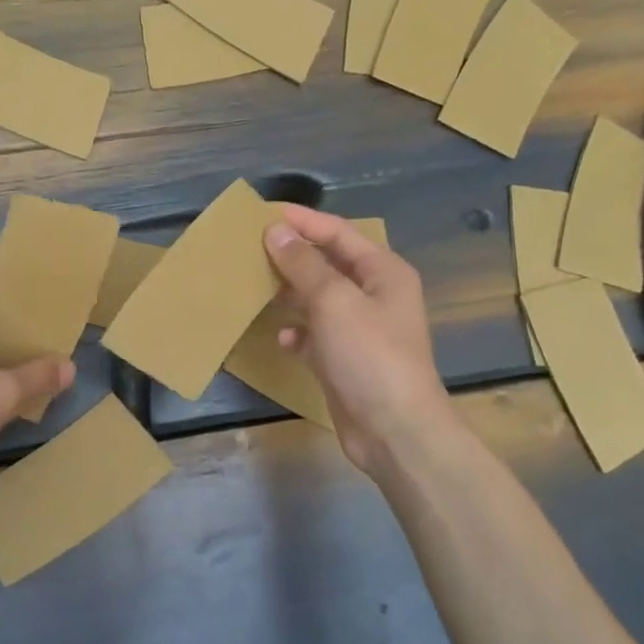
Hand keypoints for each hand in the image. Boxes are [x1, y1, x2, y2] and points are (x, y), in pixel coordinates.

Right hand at [263, 205, 455, 475]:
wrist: (394, 430)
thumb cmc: (369, 355)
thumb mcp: (334, 301)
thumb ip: (303, 264)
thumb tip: (275, 231)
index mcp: (383, 271)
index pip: (338, 232)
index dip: (302, 220)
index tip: (261, 213)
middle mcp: (375, 295)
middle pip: (328, 263)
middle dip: (292, 255)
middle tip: (250, 246)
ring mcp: (361, 329)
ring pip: (318, 299)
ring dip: (290, 291)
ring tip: (254, 283)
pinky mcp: (345, 360)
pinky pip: (315, 335)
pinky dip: (298, 332)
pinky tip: (280, 336)